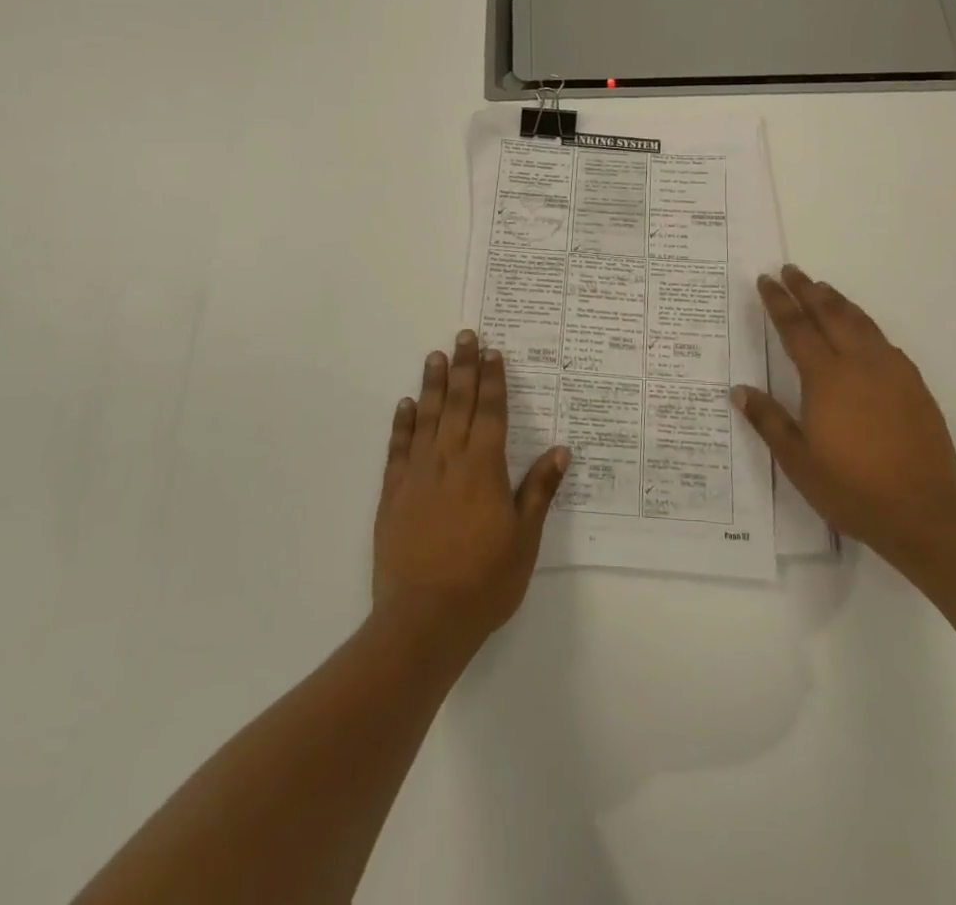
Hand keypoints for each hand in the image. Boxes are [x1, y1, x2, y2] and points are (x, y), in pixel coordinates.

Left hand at [373, 332, 569, 659]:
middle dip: (464, 368)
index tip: (493, 352)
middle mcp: (449, 460)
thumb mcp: (524, 539)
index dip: (493, 380)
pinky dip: (403, 423)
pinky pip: (398, 448)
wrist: (423, 619)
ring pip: (427, 417)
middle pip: (459, 404)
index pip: (491, 412)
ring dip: (433, 385)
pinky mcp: (393, 493)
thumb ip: (539, 490)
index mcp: (484, 468)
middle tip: (465, 336)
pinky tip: (406, 404)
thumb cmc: (484, 581)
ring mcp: (417, 474)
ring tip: (436, 356)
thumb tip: (561, 450)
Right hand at [732, 266, 955, 564]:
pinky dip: (866, 325)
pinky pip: (884, 342)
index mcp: (826, 378)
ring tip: (823, 288)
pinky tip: (863, 330)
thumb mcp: (798, 460)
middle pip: (830, 315)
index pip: (797, 328)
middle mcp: (859, 364)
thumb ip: (769, 420)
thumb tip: (739, 390)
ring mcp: (891, 373)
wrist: (926, 514)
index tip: (766, 280)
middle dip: (807, 290)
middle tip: (791, 270)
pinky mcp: (914, 386)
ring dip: (839, 302)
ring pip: (861, 323)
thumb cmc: (852, 488)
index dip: (779, 302)